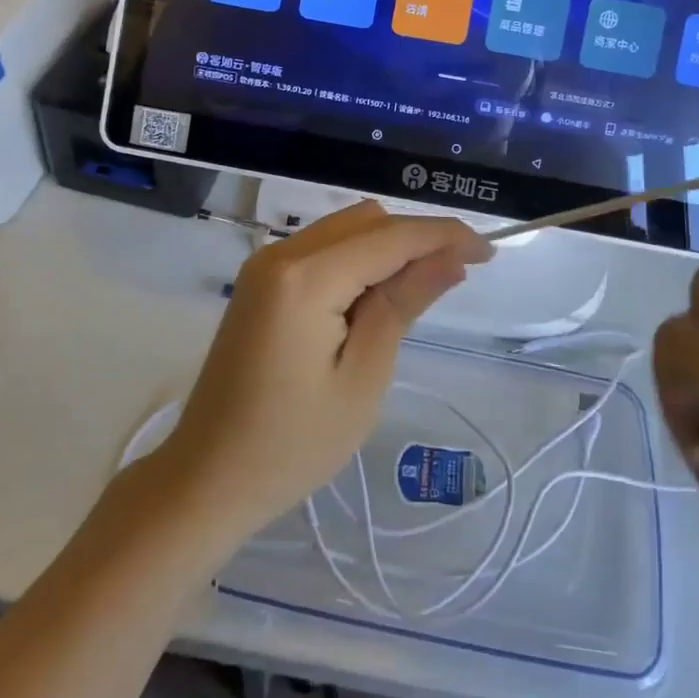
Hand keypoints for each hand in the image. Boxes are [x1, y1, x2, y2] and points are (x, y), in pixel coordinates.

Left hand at [159, 201, 491, 542]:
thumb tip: (451, 257)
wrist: (208, 477)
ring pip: (345, 229)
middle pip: (367, 220)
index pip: (391, 236)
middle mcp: (281, 253)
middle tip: (456, 276)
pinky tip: (374, 296)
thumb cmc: (293, 443)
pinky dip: (357, 259)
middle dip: (416, 238)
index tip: (490, 251)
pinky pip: (322, 249)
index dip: (444, 236)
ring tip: (420, 290)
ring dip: (387, 247)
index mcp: (306, 277)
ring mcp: (265, 264)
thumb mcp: (363, 376)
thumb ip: (404, 303)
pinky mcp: (260, 281)